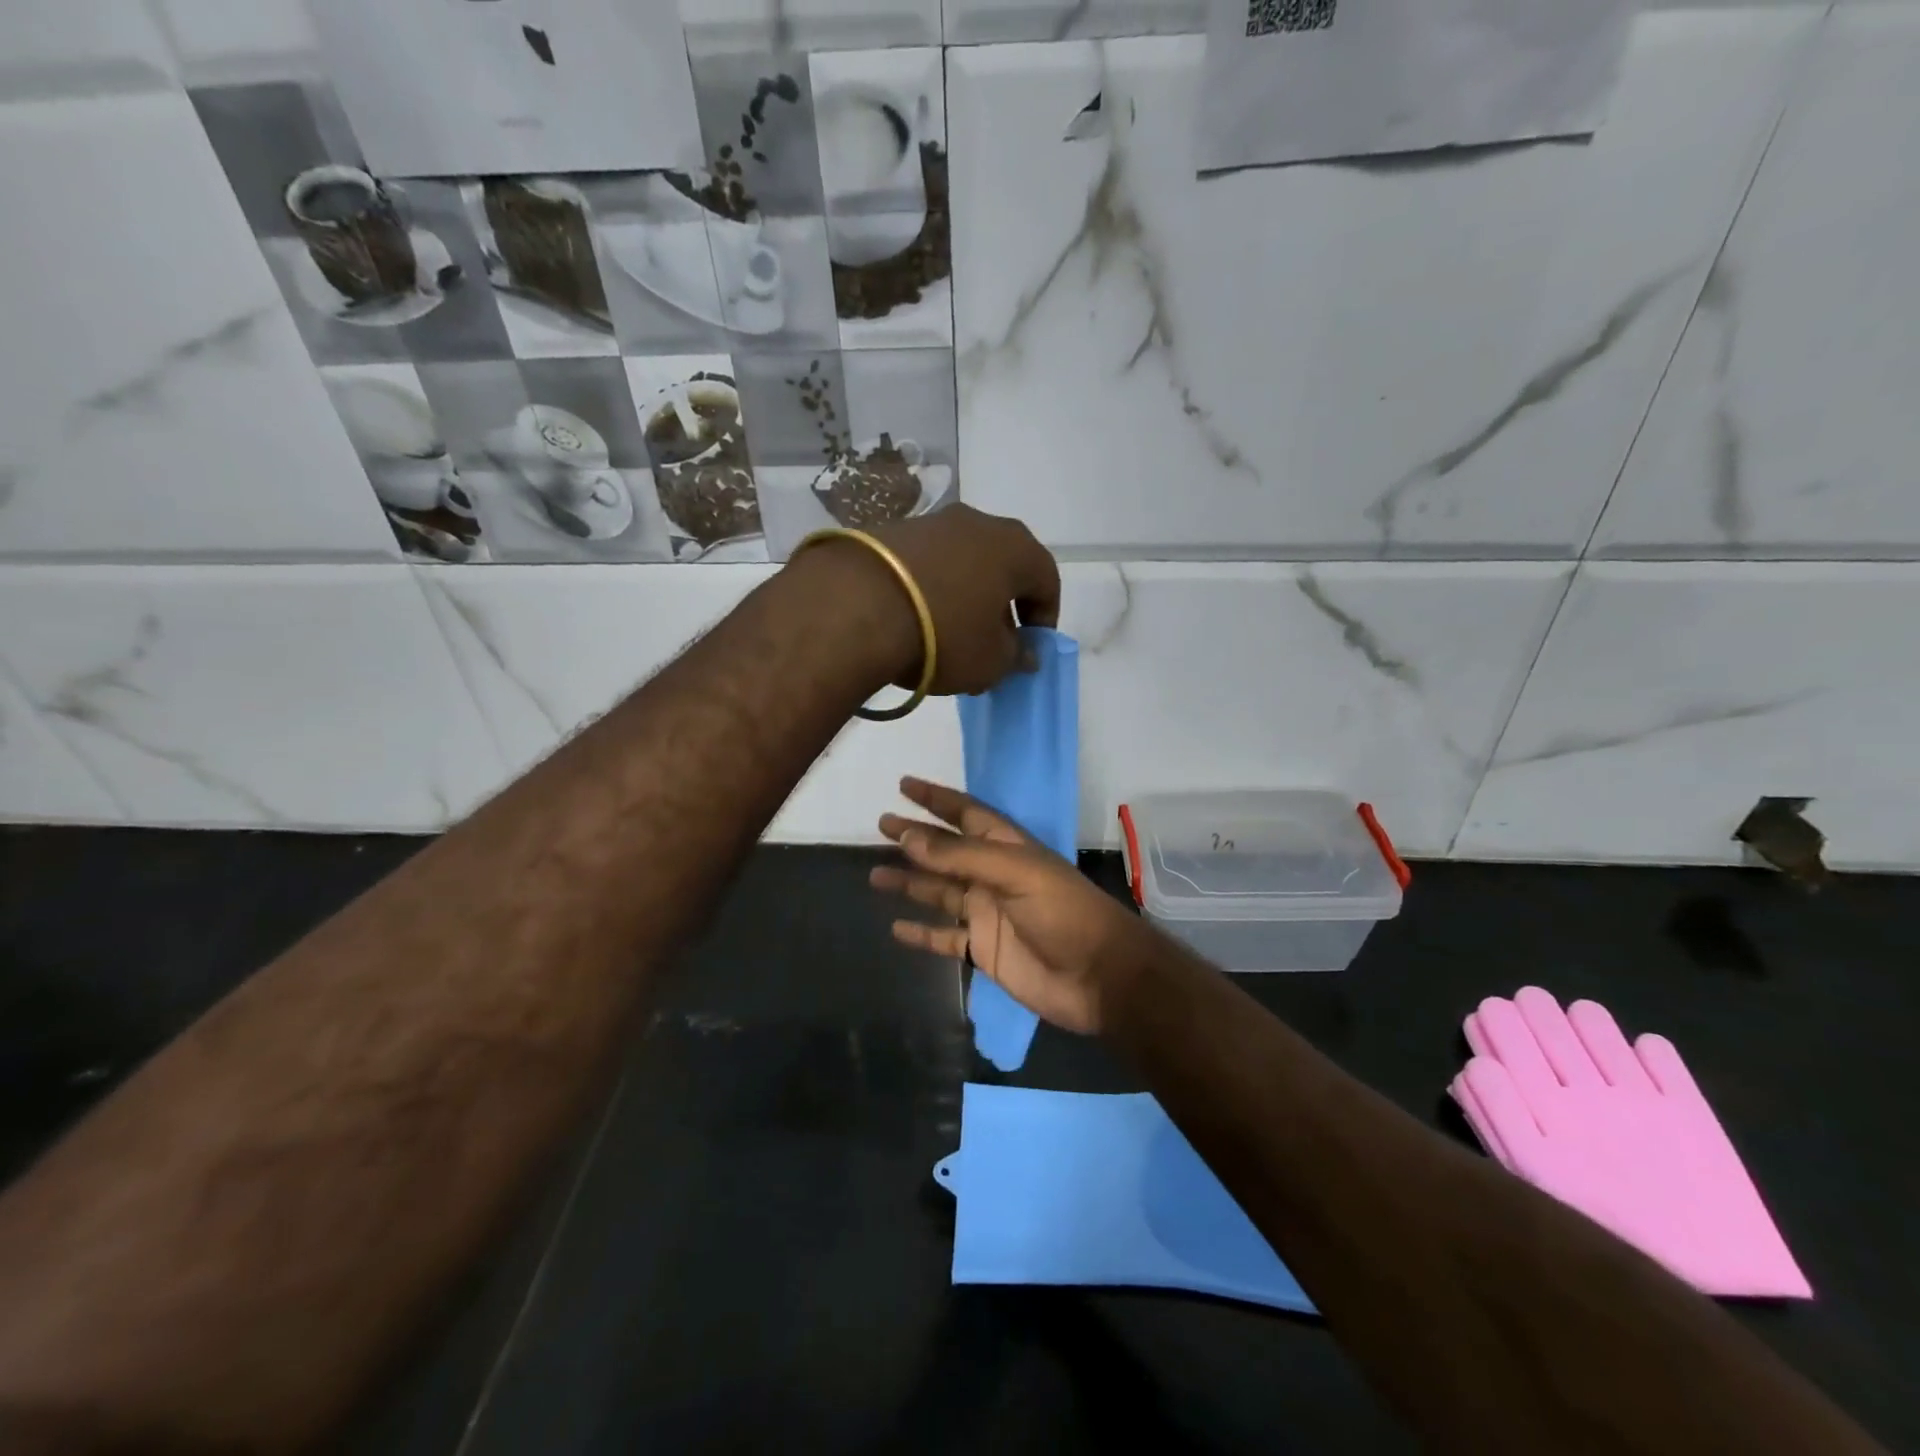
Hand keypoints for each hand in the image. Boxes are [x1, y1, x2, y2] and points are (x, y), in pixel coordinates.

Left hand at [869, 505, 1059, 696]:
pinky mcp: (890, 531)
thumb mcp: (990, 661)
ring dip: (963, 595)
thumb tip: (1023, 652)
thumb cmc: (944, 634)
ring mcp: (931, 522)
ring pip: (962, 561)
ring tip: (947, 634)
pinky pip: (925, 563)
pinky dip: (928, 588)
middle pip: (1003, 566)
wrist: (857, 606)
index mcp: (1015, 548)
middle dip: (1002, 605)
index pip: (1047, 580)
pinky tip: (913, 619)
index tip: (1029, 649)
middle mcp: (978, 523)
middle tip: (991, 642)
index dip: (1043, 619)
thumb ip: (1016, 656)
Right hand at [870, 777, 1144, 1035]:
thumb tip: (909, 836)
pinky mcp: (985, 949)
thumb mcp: (1015, 873)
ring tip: (874, 875)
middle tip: (880, 826)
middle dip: (915, 838)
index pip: (966, 814)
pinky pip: (945, 937)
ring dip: (910, 883)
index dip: (937, 799)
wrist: (1098, 976)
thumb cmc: (1063, 913)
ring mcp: (988, 913)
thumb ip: (961, 856)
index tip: (904, 786)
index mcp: (1007, 848)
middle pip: (946, 852)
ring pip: (939, 892)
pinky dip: (922, 933)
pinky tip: (896, 928)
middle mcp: (994, 875)